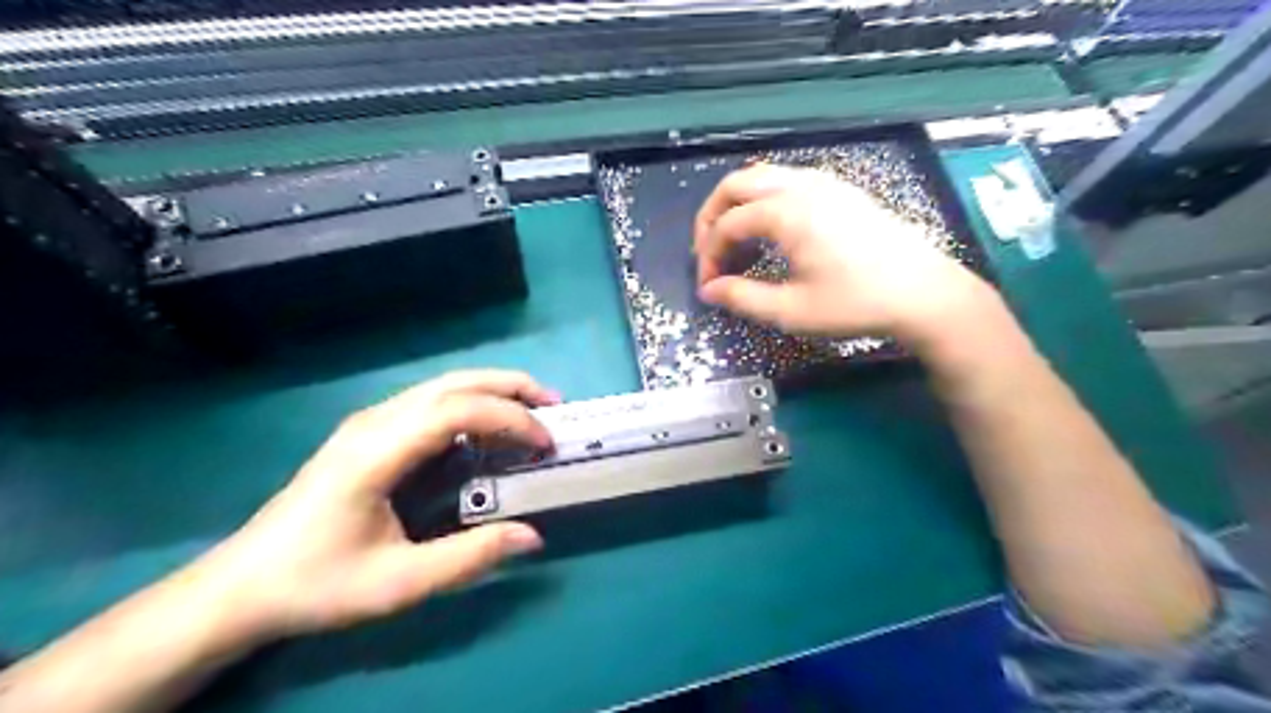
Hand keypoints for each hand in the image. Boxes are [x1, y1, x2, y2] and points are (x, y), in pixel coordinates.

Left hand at [188, 370, 556, 641]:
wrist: (243, 585)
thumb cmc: (318, 583)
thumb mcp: (398, 583)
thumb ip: (469, 558)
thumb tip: (532, 537)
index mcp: (376, 453)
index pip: (456, 411)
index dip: (509, 419)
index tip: (544, 444)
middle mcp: (374, 422)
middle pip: (453, 383)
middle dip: (510, 387)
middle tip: (554, 406)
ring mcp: (369, 422)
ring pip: (443, 386)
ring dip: (493, 390)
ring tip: (533, 410)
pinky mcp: (369, 431)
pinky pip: (431, 402)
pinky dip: (472, 403)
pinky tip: (489, 428)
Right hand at [693, 165, 992, 347]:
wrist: (923, 293)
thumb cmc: (856, 303)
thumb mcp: (792, 310)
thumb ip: (743, 298)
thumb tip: (708, 290)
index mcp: (786, 212)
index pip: (727, 225)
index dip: (709, 256)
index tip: (709, 288)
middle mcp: (801, 186)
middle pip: (736, 185)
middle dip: (712, 218)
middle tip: (708, 254)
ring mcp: (824, 182)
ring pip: (761, 178)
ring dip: (738, 207)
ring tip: (736, 245)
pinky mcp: (840, 189)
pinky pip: (786, 182)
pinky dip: (764, 202)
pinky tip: (770, 234)